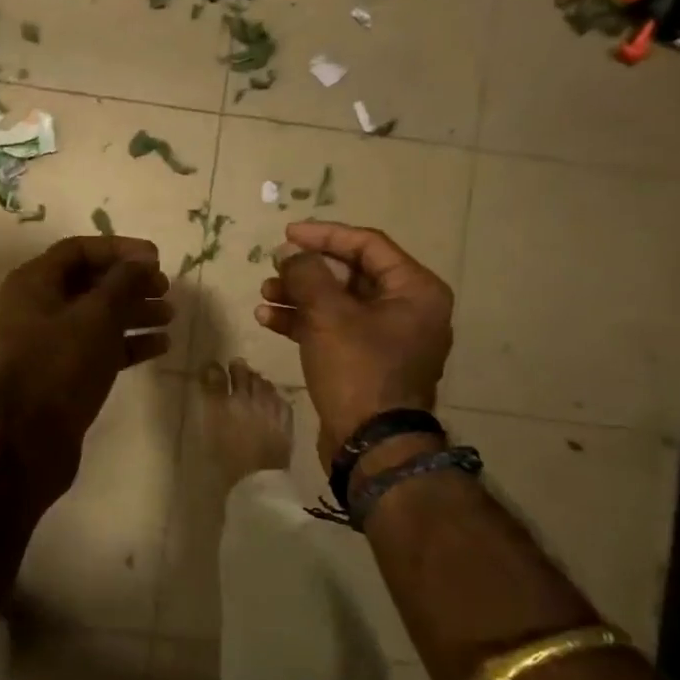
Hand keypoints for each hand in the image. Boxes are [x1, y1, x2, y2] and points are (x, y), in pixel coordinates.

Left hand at [0, 235, 171, 488]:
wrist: (30, 439)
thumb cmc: (60, 366)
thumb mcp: (96, 317)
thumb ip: (123, 283)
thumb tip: (143, 260)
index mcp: (34, 283)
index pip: (79, 250)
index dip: (120, 249)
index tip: (157, 259)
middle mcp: (38, 307)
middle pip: (90, 282)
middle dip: (130, 283)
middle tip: (166, 289)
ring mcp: (50, 342)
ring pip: (98, 316)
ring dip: (134, 312)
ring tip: (170, 315)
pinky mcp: (64, 372)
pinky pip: (100, 347)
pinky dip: (128, 343)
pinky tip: (161, 346)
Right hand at [255, 220, 452, 466]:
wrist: (372, 445)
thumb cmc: (359, 370)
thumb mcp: (329, 315)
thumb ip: (307, 274)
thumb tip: (289, 253)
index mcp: (415, 290)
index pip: (367, 245)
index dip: (325, 236)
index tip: (287, 234)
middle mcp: (408, 309)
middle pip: (351, 274)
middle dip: (307, 271)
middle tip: (273, 267)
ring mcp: (387, 338)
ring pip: (338, 302)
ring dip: (299, 296)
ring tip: (264, 295)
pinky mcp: (366, 361)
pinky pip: (334, 329)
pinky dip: (304, 322)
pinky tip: (269, 319)